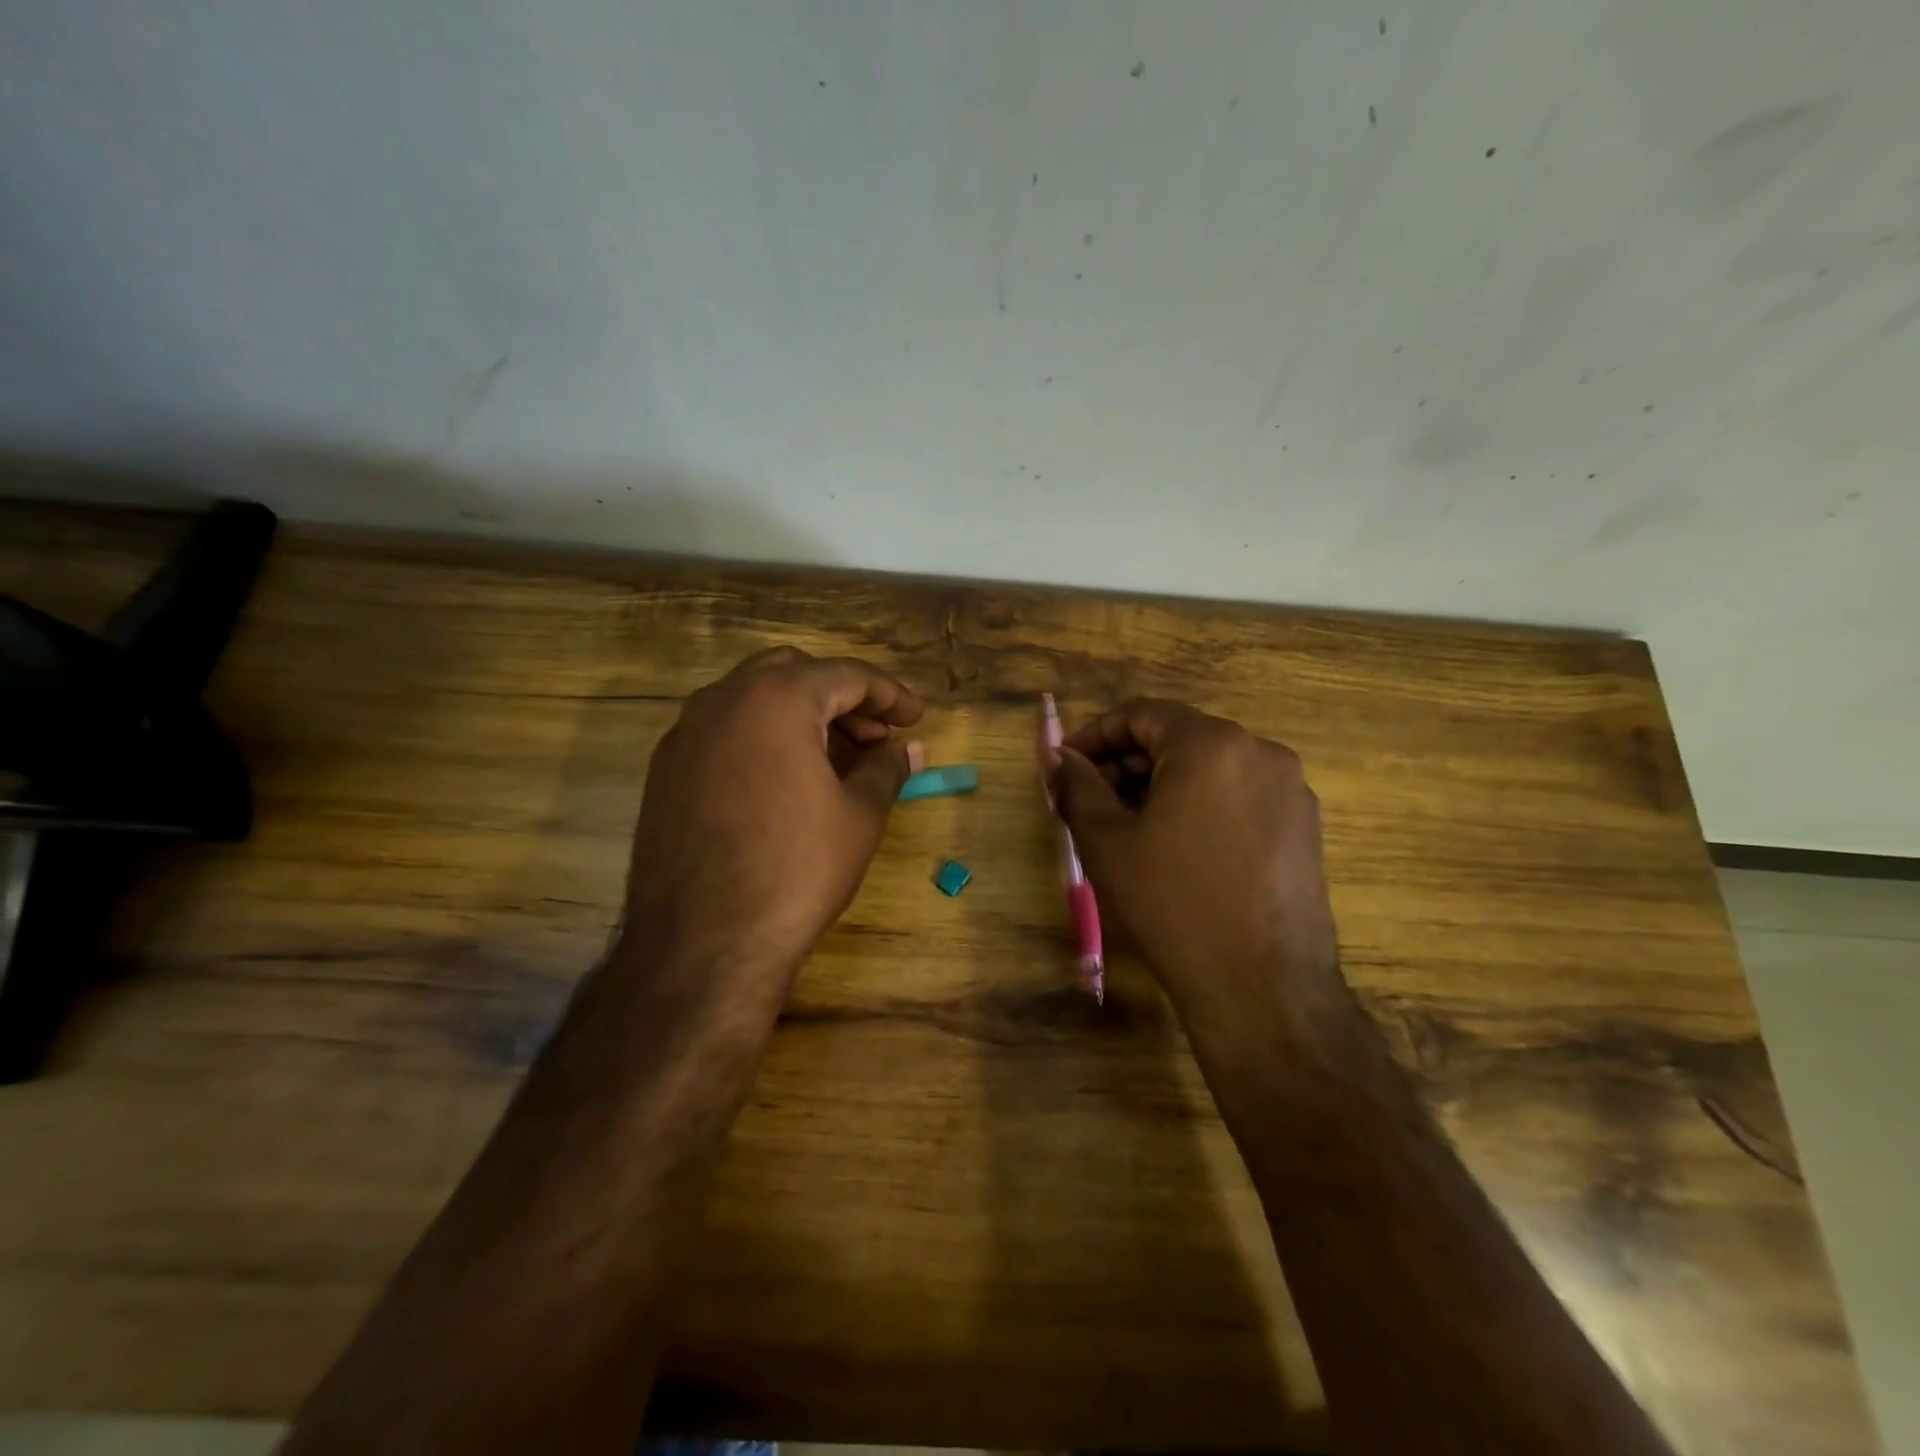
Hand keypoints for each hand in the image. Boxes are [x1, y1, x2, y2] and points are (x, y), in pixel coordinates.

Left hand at [622, 648, 923, 1001]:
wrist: (703, 943)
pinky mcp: (665, 770)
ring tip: (835, 758)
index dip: (890, 694)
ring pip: (753, 699)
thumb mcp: (859, 816)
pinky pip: (724, 731)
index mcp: (776, 698)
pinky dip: (762, 737)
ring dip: (799, 714)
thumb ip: (887, 768)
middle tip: (875, 734)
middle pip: (794, 673)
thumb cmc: (797, 870)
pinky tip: (784, 780)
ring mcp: (685, 733)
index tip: (917, 717)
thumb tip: (909, 748)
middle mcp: (723, 700)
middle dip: (841, 696)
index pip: (846, 675)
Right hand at [1053, 699, 1341, 1037]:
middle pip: (1178, 739)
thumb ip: (1077, 785)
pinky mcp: (1304, 828)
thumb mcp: (1106, 841)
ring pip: (1210, 769)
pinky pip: (1239, 797)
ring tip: (1129, 829)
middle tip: (1090, 802)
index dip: (1096, 736)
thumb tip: (1060, 756)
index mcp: (1211, 744)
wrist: (1262, 988)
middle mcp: (1260, 752)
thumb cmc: (1171, 903)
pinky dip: (1200, 806)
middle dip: (1127, 764)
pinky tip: (1178, 849)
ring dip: (1162, 786)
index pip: (1141, 714)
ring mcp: (1291, 790)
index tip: (1067, 767)